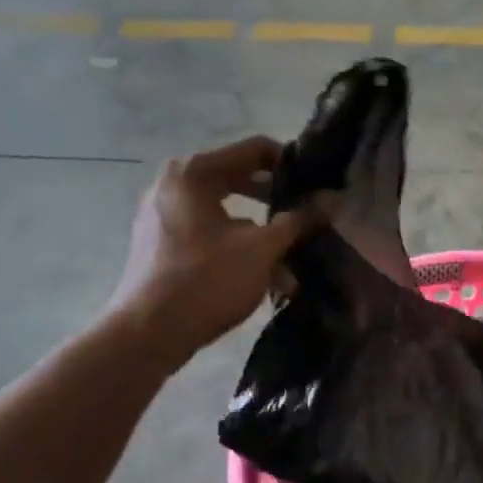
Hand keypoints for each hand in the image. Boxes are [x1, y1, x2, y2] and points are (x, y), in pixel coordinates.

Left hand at [113, 136, 325, 366]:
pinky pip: (209, 235)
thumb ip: (298, 221)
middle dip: (277, 203)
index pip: (254, 149)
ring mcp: (163, 216)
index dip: (292, 165)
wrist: (149, 333)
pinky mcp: (161, 245)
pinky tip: (267, 278)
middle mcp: (173, 185)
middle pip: (238, 180)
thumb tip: (333, 200)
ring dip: (261, 234)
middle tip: (310, 218)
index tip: (318, 186)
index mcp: (193, 172)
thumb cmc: (207, 280)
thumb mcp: (262, 249)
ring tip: (293, 260)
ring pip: (225, 214)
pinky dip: (237, 249)